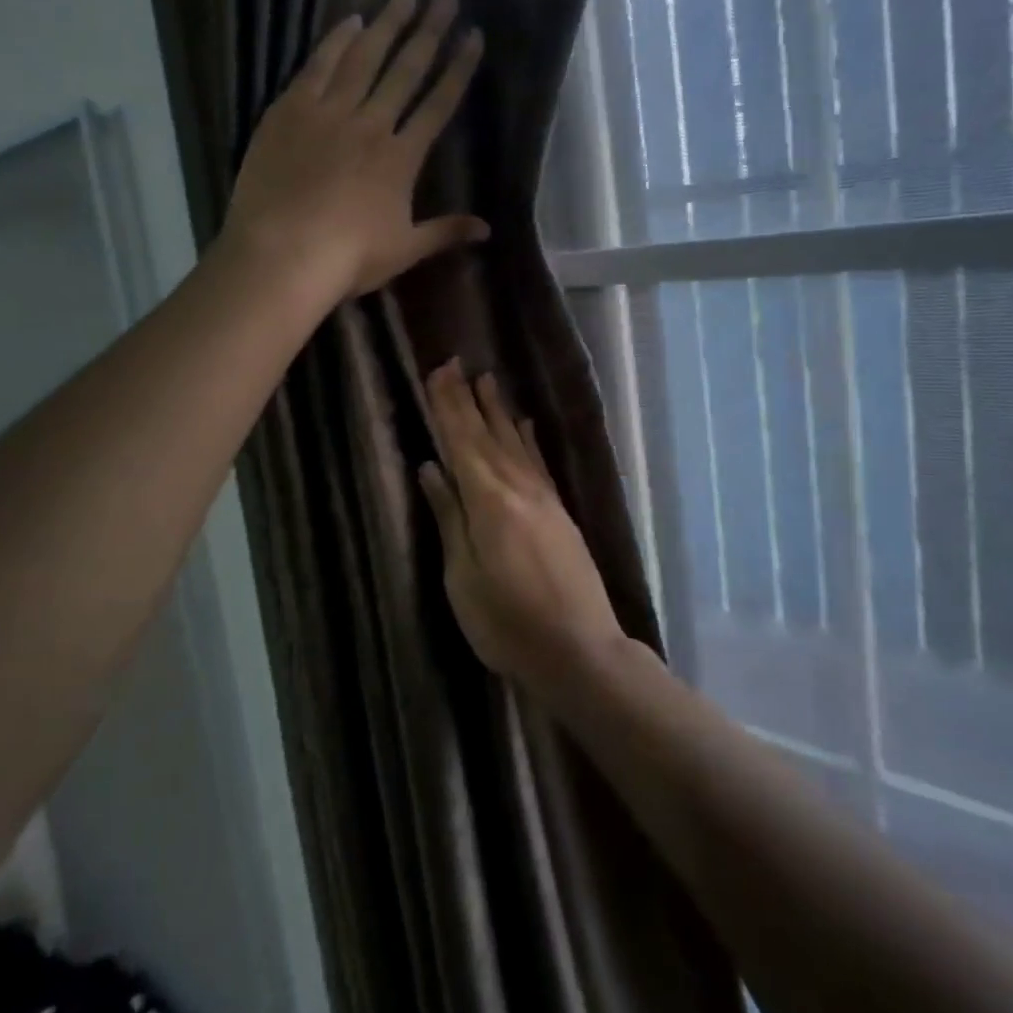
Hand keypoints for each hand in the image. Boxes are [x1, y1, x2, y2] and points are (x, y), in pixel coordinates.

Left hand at [223, 0, 487, 300]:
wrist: (282, 254)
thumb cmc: (348, 258)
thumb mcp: (404, 249)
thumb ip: (446, 232)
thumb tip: (488, 230)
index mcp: (401, 157)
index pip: (438, 104)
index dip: (459, 69)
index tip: (473, 36)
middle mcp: (370, 124)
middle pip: (405, 70)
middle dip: (429, 32)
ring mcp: (328, 113)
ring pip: (363, 58)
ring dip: (386, 25)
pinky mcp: (289, 111)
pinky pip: (317, 66)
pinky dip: (335, 41)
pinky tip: (350, 20)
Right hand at [420, 360, 628, 690]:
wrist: (580, 650)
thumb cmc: (507, 624)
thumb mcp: (463, 578)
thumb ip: (449, 518)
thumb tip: (431, 468)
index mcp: (489, 503)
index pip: (462, 443)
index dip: (448, 407)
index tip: (437, 372)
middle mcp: (519, 489)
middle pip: (487, 435)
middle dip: (468, 399)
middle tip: (454, 363)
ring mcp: (544, 498)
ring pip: (515, 442)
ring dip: (498, 410)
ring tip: (486, 378)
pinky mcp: (560, 512)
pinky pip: (538, 462)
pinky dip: (528, 439)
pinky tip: (523, 423)